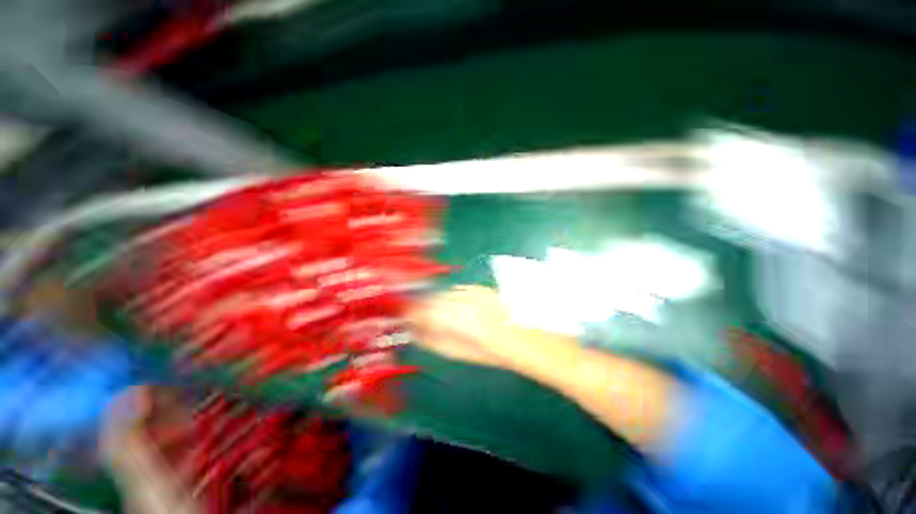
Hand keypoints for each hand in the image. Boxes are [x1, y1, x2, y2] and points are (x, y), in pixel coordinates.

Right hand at [407, 286, 526, 369]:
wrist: (519, 338)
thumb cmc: (488, 351)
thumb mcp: (456, 352)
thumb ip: (430, 340)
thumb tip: (413, 331)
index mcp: (455, 318)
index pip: (423, 310)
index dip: (411, 314)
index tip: (405, 319)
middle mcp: (462, 299)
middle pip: (432, 298)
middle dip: (422, 307)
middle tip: (418, 318)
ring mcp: (472, 290)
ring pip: (444, 292)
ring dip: (437, 301)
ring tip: (440, 314)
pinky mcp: (480, 287)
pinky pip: (458, 289)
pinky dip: (452, 297)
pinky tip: (457, 307)